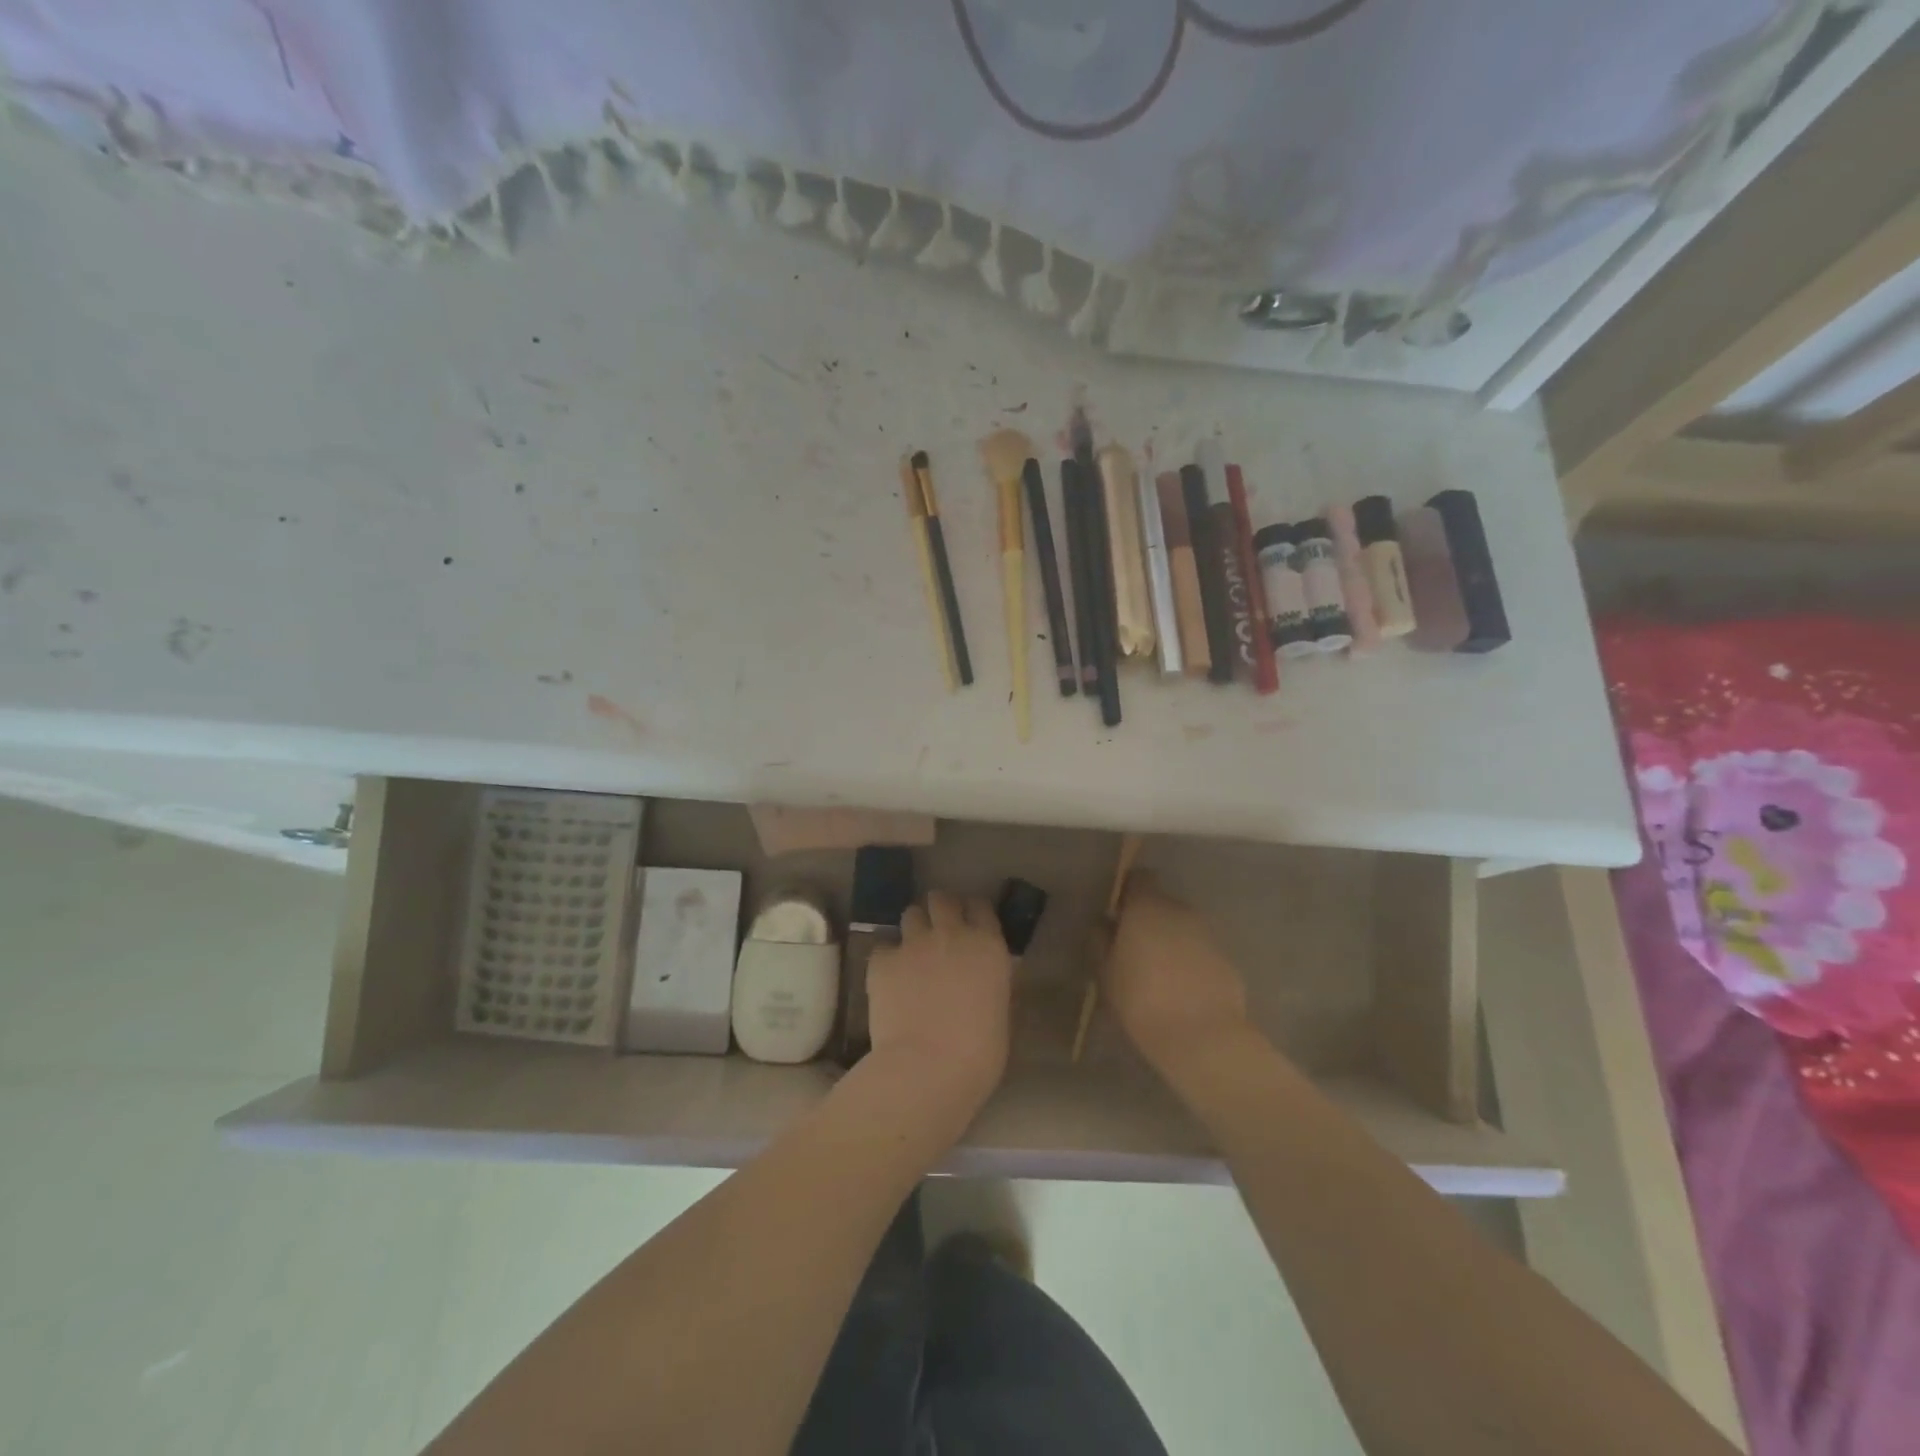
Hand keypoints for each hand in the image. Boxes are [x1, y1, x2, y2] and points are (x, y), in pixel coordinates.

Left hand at [864, 890, 1012, 1126]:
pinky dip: (886, 959)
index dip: (974, 913)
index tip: (971, 924)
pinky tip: (888, 979)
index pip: (981, 907)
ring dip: (914, 929)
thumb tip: (988, 979)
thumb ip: (994, 985)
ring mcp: (913, 944)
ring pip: (911, 914)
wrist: (927, 1068)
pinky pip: (883, 948)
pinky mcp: (882, 960)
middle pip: (942, 899)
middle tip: (939, 932)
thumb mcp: (1002, 1014)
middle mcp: (951, 934)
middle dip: (940, 909)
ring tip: (912, 953)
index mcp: (987, 946)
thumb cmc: (979, 1053)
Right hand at [1101, 872, 1256, 1078]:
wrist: (1203, 1037)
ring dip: (1170, 940)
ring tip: (1157, 971)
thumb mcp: (1106, 974)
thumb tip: (1103, 925)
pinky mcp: (1227, 959)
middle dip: (1148, 920)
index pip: (1139, 878)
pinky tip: (1181, 989)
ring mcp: (1208, 934)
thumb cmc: (1142, 1001)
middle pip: (1161, 904)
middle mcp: (1180, 911)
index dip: (1128, 891)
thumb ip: (1101, 943)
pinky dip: (1190, 961)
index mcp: (1147, 907)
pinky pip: (1200, 951)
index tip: (1117, 912)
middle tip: (1133, 947)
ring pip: (1182, 928)